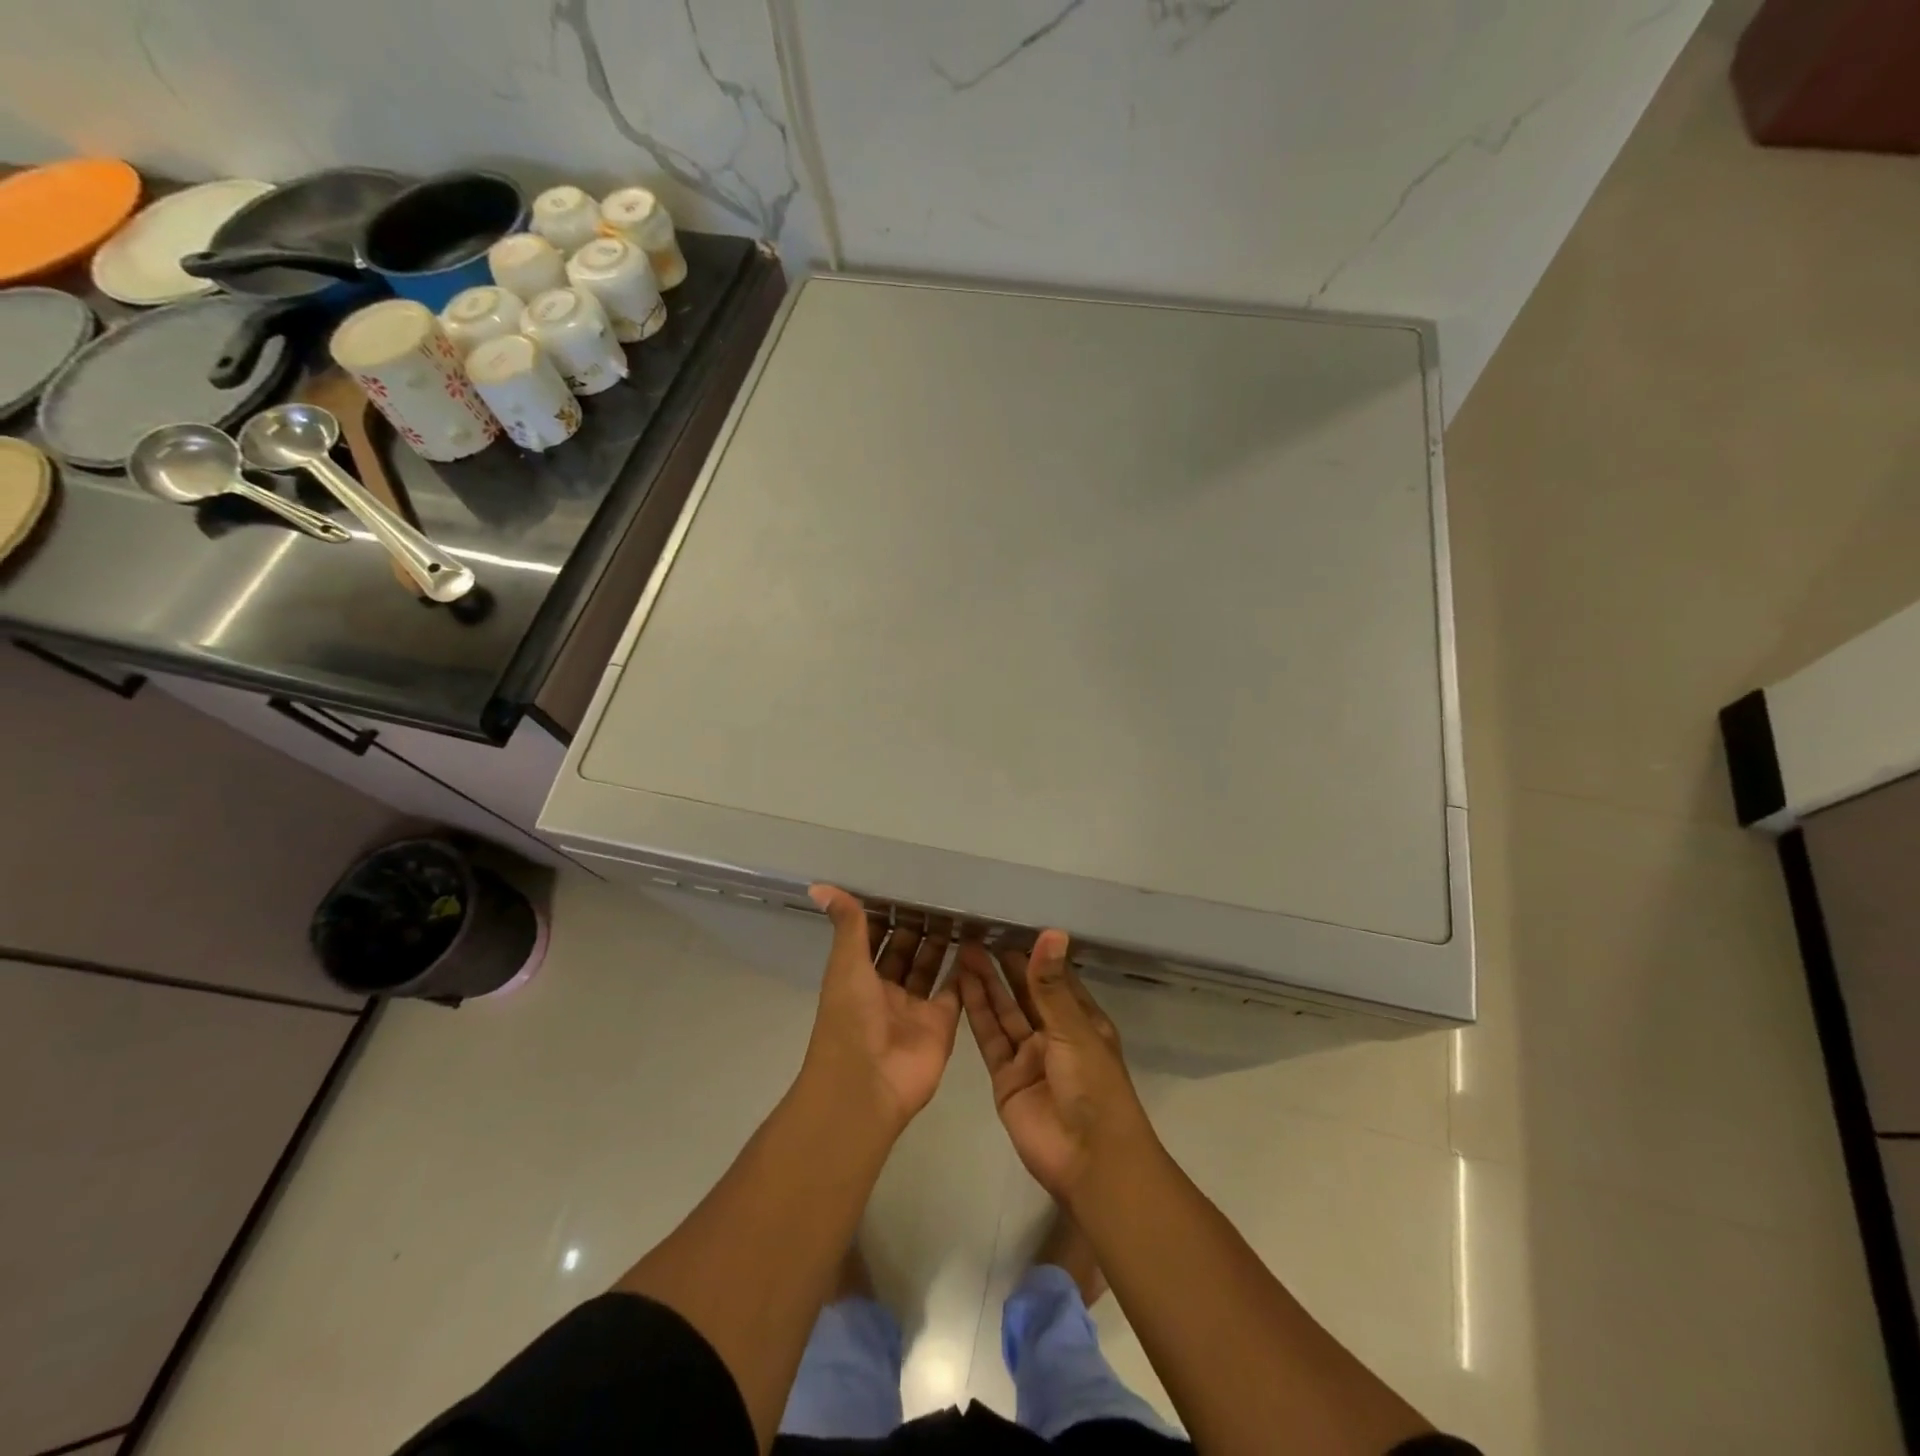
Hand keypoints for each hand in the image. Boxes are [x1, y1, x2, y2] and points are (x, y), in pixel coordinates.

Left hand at [801, 886, 961, 1134]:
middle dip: (918, 925)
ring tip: (961, 910)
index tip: (906, 883)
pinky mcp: (941, 1024)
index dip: (887, 913)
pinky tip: (976, 943)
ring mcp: (914, 1008)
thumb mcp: (846, 964)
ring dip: (941, 943)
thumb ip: (847, 924)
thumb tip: (819, 884)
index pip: (873, 937)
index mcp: (857, 976)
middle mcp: (885, 990)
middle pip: (904, 951)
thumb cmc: (850, 1019)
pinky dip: (964, 971)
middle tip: (942, 892)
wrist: (868, 1085)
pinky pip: (955, 992)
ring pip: (929, 967)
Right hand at [958, 932, 1153, 1203]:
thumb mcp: (1073, 1029)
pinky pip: (990, 1038)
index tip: (1010, 925)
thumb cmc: (1093, 1086)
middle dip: (1004, 965)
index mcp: (1082, 1020)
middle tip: (978, 933)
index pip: (1055, 978)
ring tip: (964, 950)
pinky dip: (977, 1012)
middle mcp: (1054, 1034)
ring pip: (1004, 1012)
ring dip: (986, 983)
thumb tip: (1051, 931)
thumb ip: (1050, 984)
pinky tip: (962, 985)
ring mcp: (1029, 1056)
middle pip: (1025, 993)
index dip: (1034, 955)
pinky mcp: (1005, 1078)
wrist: (1088, 1160)